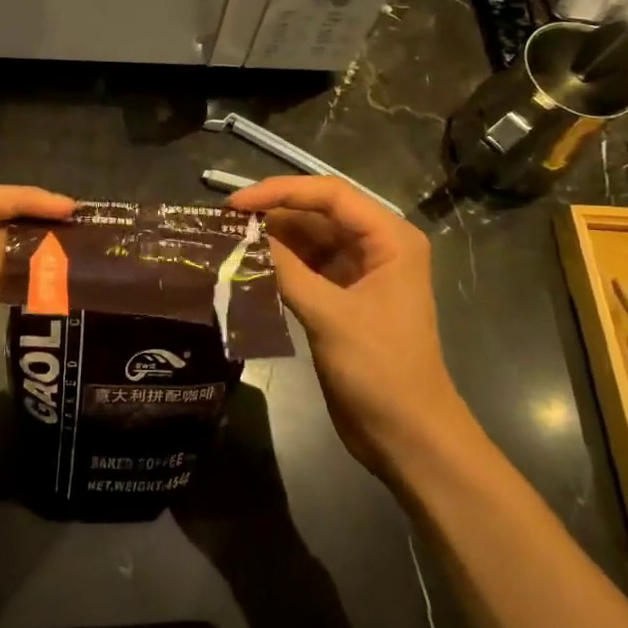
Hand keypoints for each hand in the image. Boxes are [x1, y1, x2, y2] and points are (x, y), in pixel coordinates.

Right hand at [227, 177, 476, 483]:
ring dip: (270, 240)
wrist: (407, 436)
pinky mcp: (341, 298)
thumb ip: (286, 269)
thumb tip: (243, 236)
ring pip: (307, 240)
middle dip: (271, 215)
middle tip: (221, 223)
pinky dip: (276, 265)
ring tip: (225, 241)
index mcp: (389, 238)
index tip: (234, 204)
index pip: (330, 194)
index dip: (280, 191)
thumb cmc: (380, 370)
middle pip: (317, 213)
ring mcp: (358, 272)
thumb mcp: (330, 315)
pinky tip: (245, 267)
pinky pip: (304, 267)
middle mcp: (376, 246)